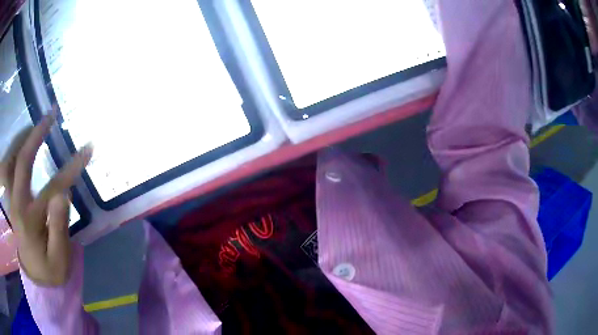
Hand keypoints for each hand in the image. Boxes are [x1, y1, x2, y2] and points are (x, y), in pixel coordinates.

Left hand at [0, 113, 91, 285]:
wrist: (35, 277)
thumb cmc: (50, 270)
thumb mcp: (60, 258)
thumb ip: (59, 227)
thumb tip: (64, 194)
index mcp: (30, 221)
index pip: (52, 188)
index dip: (71, 168)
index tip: (88, 149)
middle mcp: (17, 205)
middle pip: (22, 162)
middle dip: (36, 135)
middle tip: (51, 115)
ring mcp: (12, 200)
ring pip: (14, 160)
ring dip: (26, 138)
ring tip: (41, 123)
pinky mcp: (12, 198)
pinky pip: (13, 167)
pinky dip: (20, 150)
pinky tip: (28, 142)